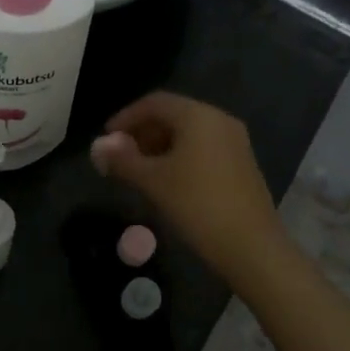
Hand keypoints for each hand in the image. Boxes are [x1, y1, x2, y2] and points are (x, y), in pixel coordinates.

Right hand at [90, 92, 284, 280]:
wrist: (251, 247)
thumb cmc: (197, 205)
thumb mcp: (152, 181)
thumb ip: (122, 160)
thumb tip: (97, 146)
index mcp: (198, 116)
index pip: (154, 103)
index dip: (125, 117)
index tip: (106, 138)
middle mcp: (219, 120)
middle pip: (172, 115)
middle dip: (142, 132)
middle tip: (120, 156)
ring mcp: (235, 143)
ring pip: (188, 133)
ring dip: (159, 146)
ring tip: (138, 171)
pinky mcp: (241, 164)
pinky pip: (203, 148)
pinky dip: (179, 156)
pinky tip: (166, 181)